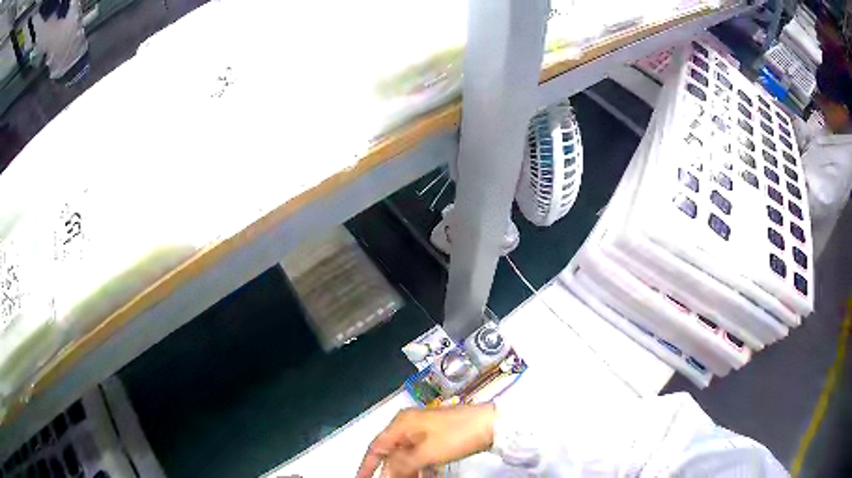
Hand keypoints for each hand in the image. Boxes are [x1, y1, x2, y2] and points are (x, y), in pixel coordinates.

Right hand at [356, 404, 496, 477]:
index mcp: (402, 424)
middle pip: (392, 452)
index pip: (376, 447)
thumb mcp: (427, 452)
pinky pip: (421, 455)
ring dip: (406, 471)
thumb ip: (402, 464)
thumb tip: (386, 474)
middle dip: (390, 471)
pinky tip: (425, 477)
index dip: (367, 466)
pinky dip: (420, 468)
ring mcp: (425, 431)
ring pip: (407, 455)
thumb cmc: (456, 435)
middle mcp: (409, 425)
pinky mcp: (438, 437)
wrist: (492, 424)